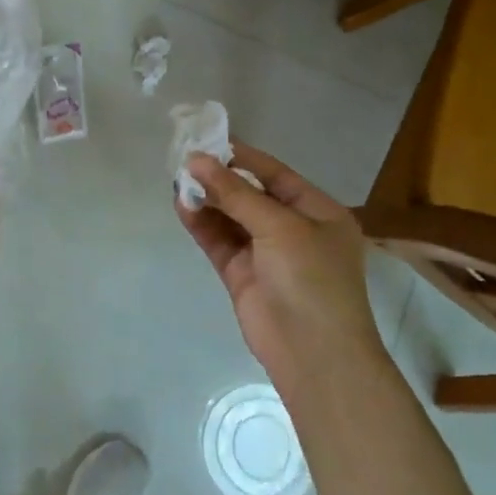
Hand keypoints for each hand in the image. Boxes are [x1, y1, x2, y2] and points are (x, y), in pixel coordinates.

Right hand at [176, 140, 380, 398]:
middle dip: (219, 178)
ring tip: (177, 179)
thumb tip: (196, 160)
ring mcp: (266, 253)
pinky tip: (182, 205)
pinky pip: (219, 241)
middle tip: (184, 158)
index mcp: (318, 212)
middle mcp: (293, 229)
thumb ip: (235, 193)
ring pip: (231, 217)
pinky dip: (202, 223)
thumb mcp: (279, 226)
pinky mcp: (242, 274)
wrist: (314, 355)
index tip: (208, 140)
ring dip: (207, 199)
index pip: (275, 174)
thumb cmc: (311, 279)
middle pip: (250, 194)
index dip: (242, 157)